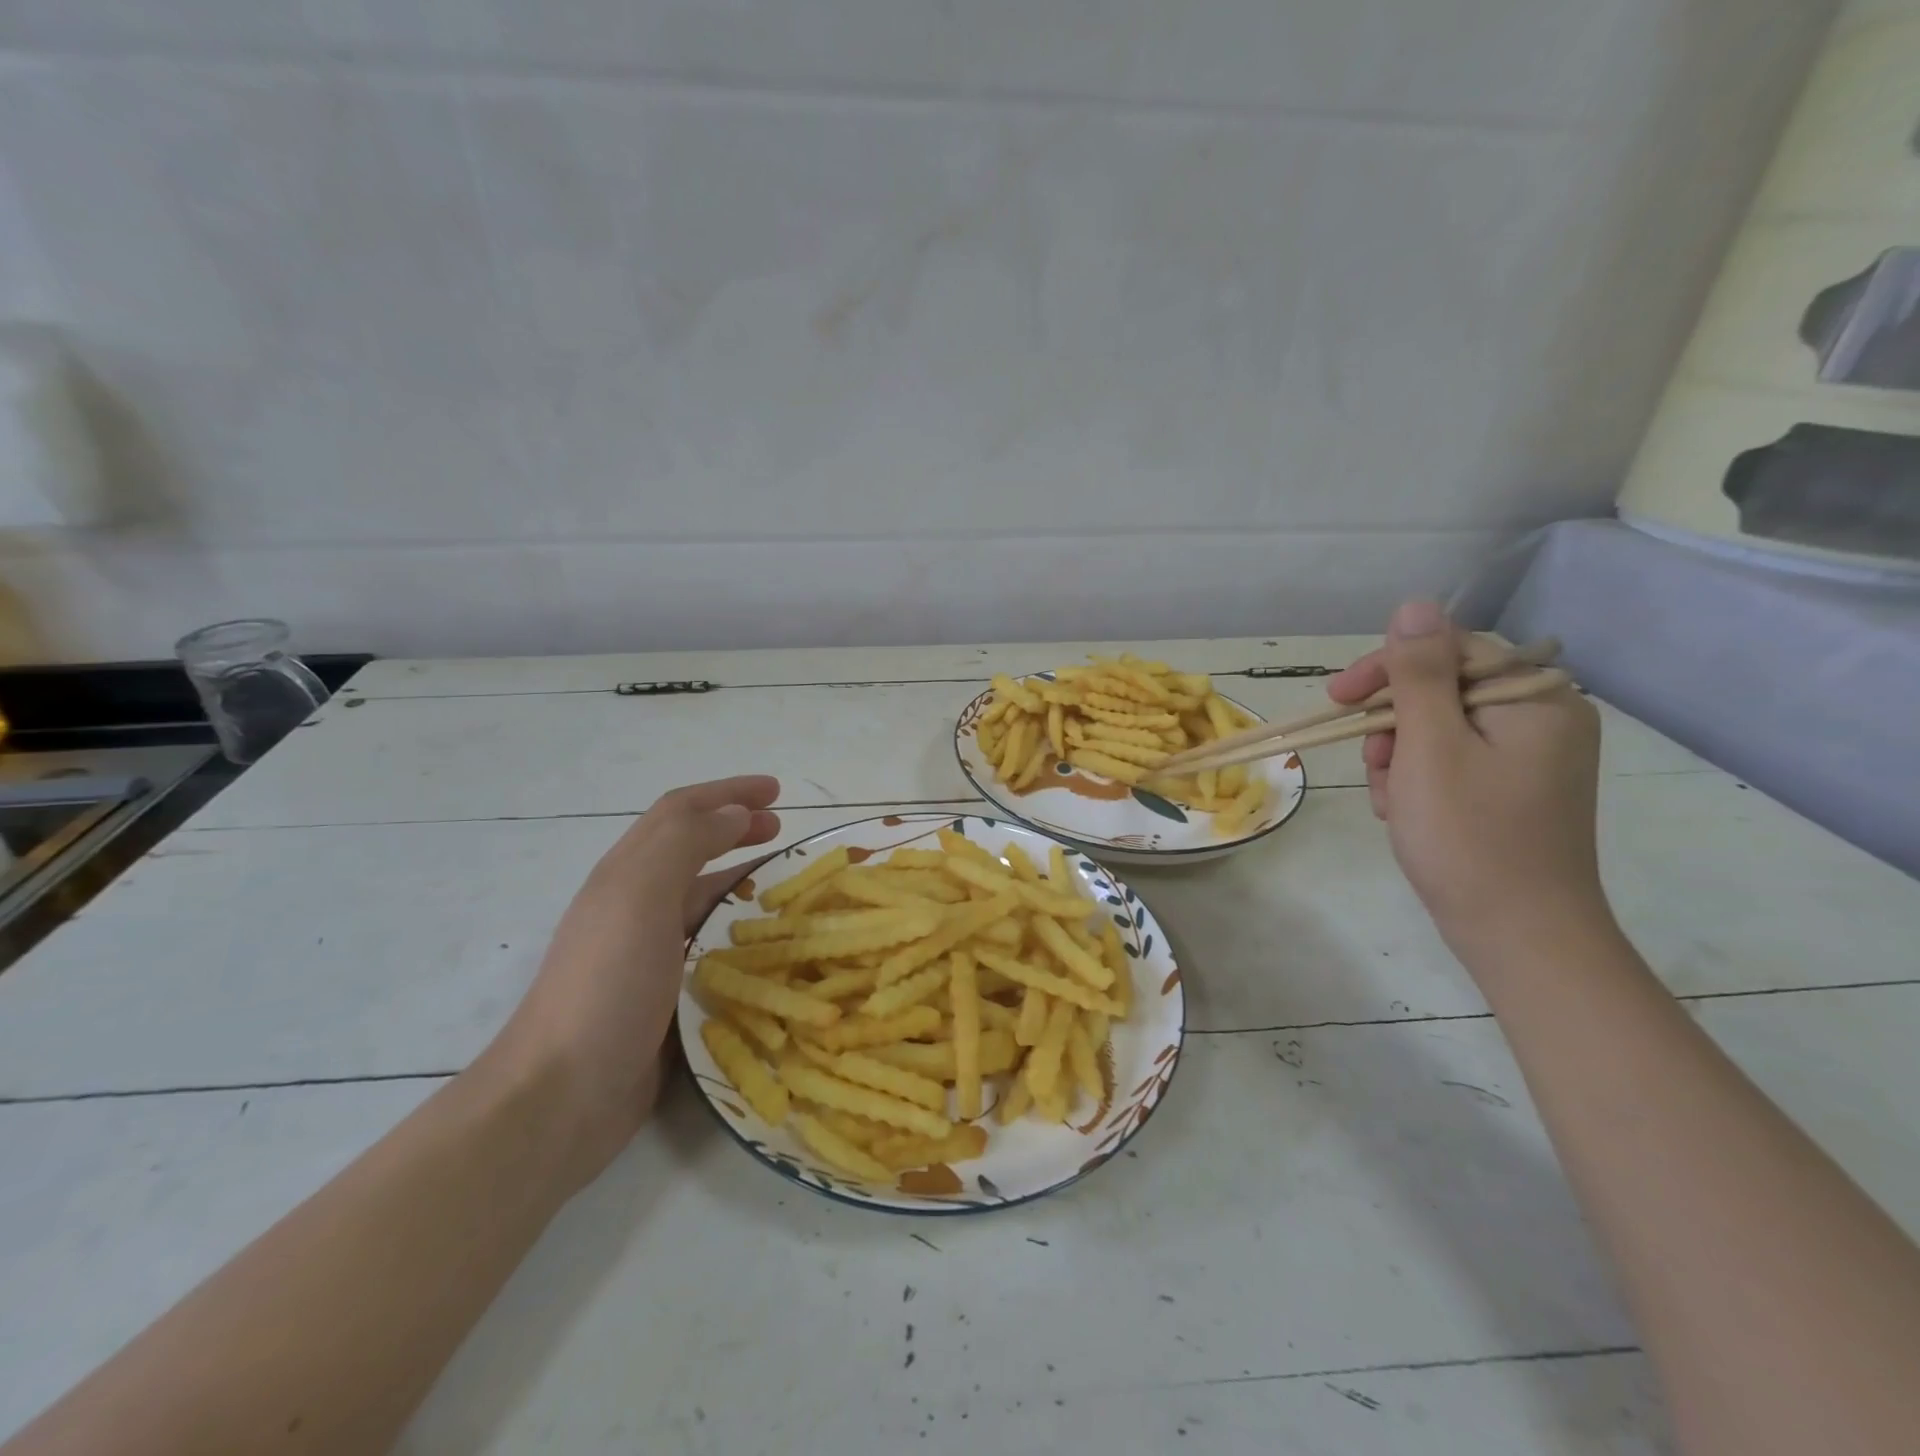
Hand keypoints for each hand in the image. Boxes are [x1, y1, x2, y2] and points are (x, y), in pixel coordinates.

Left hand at [482, 775, 780, 1187]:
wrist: (562, 1095)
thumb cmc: (605, 985)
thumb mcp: (641, 897)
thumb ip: (686, 844)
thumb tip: (735, 813)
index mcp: (627, 874)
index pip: (680, 812)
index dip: (727, 792)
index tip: (777, 793)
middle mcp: (636, 905)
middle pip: (691, 848)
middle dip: (737, 828)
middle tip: (782, 830)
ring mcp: (649, 952)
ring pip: (704, 897)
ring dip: (742, 878)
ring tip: (786, 883)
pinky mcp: (666, 993)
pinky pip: (712, 945)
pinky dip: (741, 930)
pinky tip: (769, 945)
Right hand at [1328, 603, 1606, 956]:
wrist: (1519, 934)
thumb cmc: (1469, 837)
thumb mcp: (1430, 747)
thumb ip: (1419, 673)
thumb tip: (1415, 605)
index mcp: (1534, 697)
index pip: (1448, 650)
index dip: (1387, 669)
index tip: (1338, 701)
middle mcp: (1543, 716)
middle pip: (1441, 690)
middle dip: (1393, 726)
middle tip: (1374, 766)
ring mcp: (1531, 756)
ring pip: (1438, 728)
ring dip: (1399, 757)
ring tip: (1393, 800)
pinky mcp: (1514, 787)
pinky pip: (1452, 760)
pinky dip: (1419, 779)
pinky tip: (1408, 812)